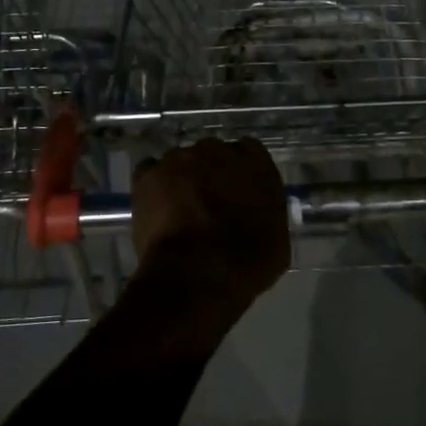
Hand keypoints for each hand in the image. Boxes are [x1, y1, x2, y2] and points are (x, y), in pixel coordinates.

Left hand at [126, 138, 290, 331]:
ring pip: (180, 162)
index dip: (240, 172)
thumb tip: (257, 215)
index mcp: (255, 162)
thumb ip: (267, 213)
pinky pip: (150, 172)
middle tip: (207, 203)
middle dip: (209, 173)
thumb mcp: (277, 240)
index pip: (249, 152)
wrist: (198, 275)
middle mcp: (217, 150)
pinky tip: (155, 208)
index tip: (237, 191)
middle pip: (212, 153)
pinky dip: (152, 186)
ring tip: (177, 210)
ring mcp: (180, 158)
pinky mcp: (149, 174)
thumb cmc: (247, 262)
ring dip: (181, 180)